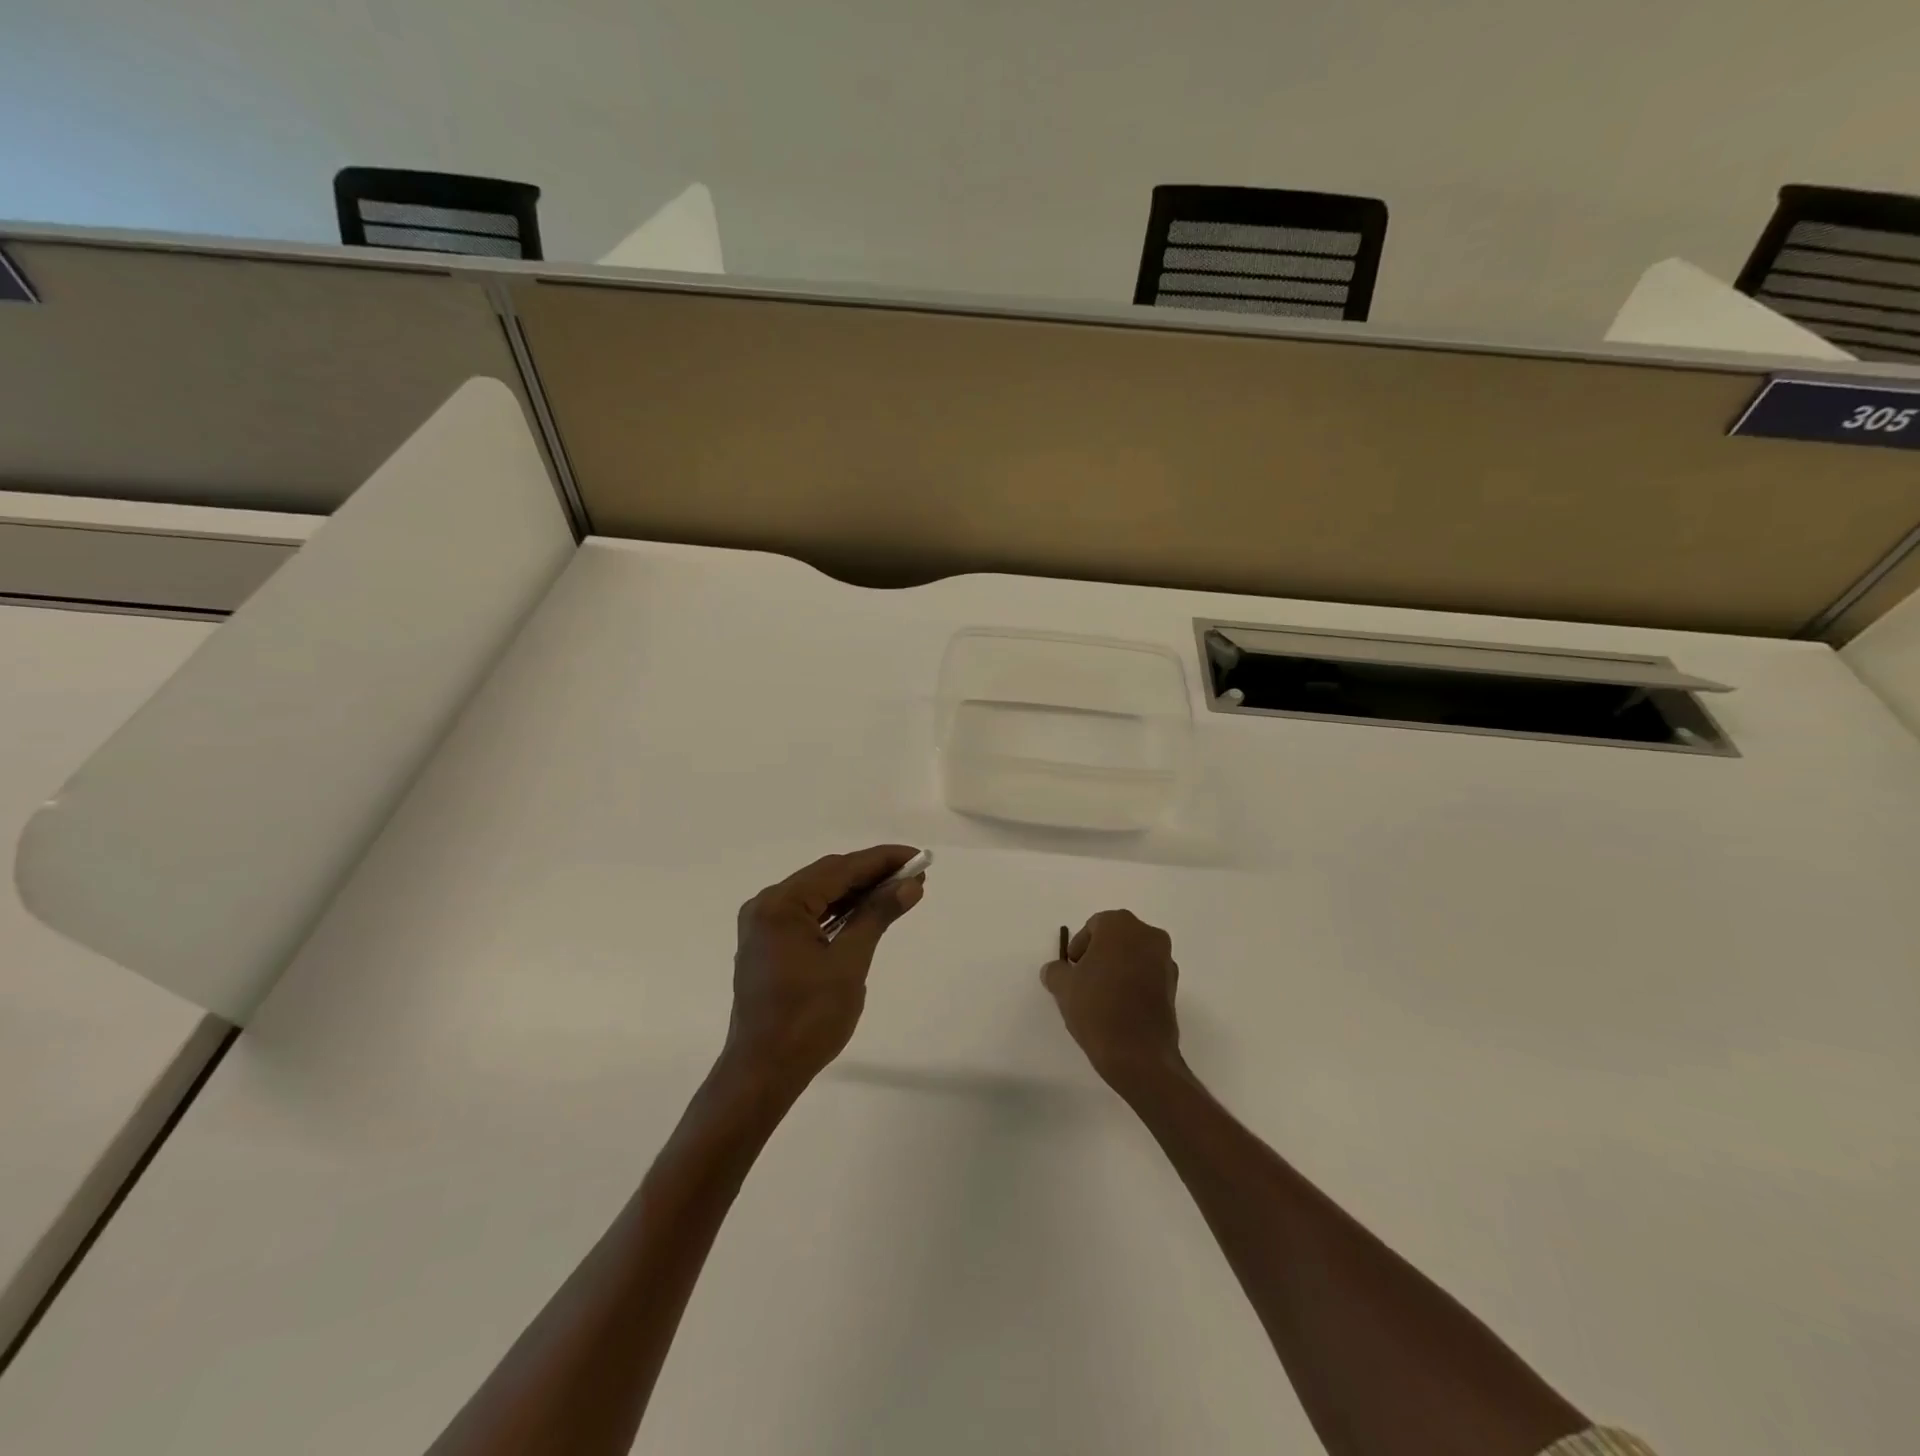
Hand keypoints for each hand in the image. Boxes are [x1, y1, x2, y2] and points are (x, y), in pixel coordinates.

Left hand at [723, 845, 925, 1093]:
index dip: (882, 860)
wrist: (763, 1072)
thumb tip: (910, 884)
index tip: (918, 857)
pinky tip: (865, 912)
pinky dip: (838, 911)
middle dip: (871, 874)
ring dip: (856, 892)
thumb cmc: (808, 1019)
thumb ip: (877, 915)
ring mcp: (764, 925)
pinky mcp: (768, 944)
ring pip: (818, 894)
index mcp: (781, 905)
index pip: (840, 869)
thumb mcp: (849, 963)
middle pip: (827, 877)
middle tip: (914, 875)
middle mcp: (767, 905)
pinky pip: (808, 914)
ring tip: (898, 890)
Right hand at [1041, 910, 1183, 1086]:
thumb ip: (1056, 971)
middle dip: (1100, 955)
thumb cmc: (1097, 1007)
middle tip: (1083, 980)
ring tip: (1101, 997)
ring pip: (1134, 956)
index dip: (1079, 947)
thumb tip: (1055, 970)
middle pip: (1117, 938)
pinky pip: (1147, 976)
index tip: (1072, 969)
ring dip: (1118, 969)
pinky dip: (1134, 984)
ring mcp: (1165, 961)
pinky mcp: (1174, 987)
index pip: (1094, 926)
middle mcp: (1148, 935)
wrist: (1138, 1054)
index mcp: (1120, 925)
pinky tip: (1120, 1008)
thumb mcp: (1063, 987)